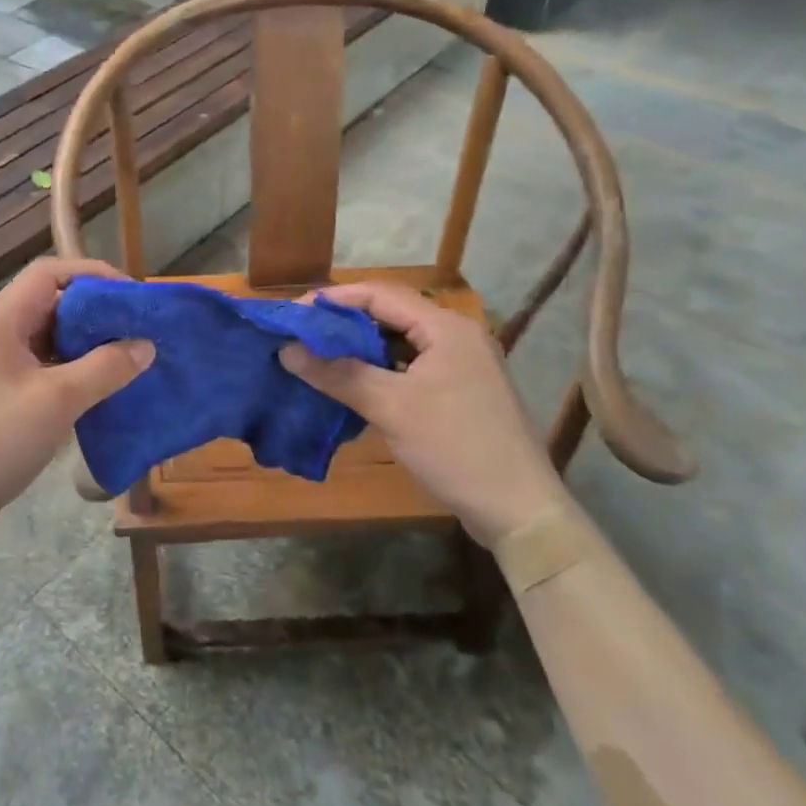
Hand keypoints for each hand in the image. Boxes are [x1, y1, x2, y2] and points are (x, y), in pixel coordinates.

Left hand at [0, 257, 153, 533]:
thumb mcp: (58, 400)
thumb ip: (105, 368)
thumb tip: (146, 345)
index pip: (48, 273)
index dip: (92, 275)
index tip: (131, 295)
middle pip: (50, 301)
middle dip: (94, 310)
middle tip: (135, 326)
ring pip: (47, 334)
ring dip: (85, 340)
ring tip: (126, 352)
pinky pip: (42, 362)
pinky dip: (72, 365)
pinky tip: (100, 383)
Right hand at [280, 283, 564, 544]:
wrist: (519, 510)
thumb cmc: (455, 447)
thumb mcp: (390, 408)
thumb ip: (338, 374)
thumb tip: (286, 351)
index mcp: (446, 328)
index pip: (380, 295)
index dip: (333, 300)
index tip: (293, 314)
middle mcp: (456, 337)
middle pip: (389, 315)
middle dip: (343, 324)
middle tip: (301, 336)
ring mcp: (461, 366)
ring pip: (398, 344)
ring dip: (359, 349)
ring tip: (317, 358)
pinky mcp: (459, 393)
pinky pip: (409, 369)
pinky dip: (378, 371)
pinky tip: (351, 385)